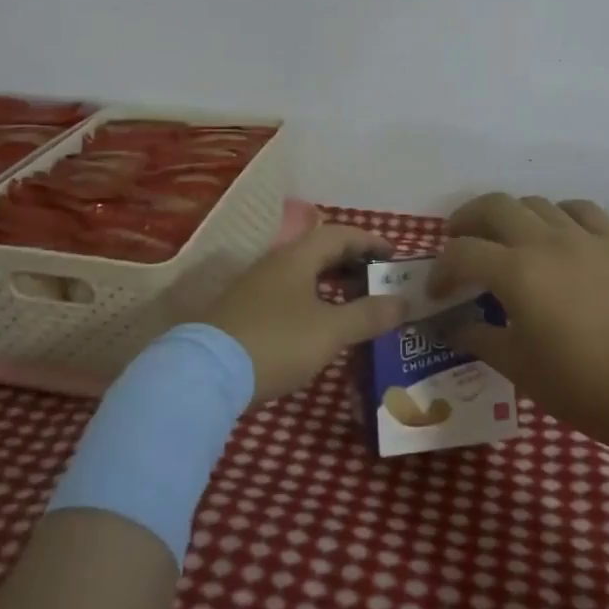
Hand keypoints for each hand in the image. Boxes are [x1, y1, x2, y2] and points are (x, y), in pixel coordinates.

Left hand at [202, 225, 408, 402]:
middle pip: (319, 251)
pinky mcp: (243, 312)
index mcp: (297, 257)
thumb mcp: (330, 331)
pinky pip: (288, 293)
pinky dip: (312, 299)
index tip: (395, 256)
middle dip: (352, 261)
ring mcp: (255, 287)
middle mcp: (275, 263)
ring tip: (355, 301)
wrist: (205, 373)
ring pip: (302, 273)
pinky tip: (319, 324)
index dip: (370, 241)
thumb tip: (403, 302)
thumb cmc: (276, 342)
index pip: (340, 235)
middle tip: (379, 278)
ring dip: (331, 282)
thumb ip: (368, 315)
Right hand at [430, 193, 608, 450]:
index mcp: (517, 272)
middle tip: (458, 242)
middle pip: (494, 206)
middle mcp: (547, 241)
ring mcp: (586, 238)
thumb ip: (480, 339)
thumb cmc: (582, 386)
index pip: (462, 254)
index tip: (437, 294)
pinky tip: (558, 232)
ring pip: (536, 203)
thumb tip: (453, 328)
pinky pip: (582, 210)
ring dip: (511, 215)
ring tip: (505, 238)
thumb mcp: (519, 368)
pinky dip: (559, 214)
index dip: (440, 270)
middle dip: (467, 220)